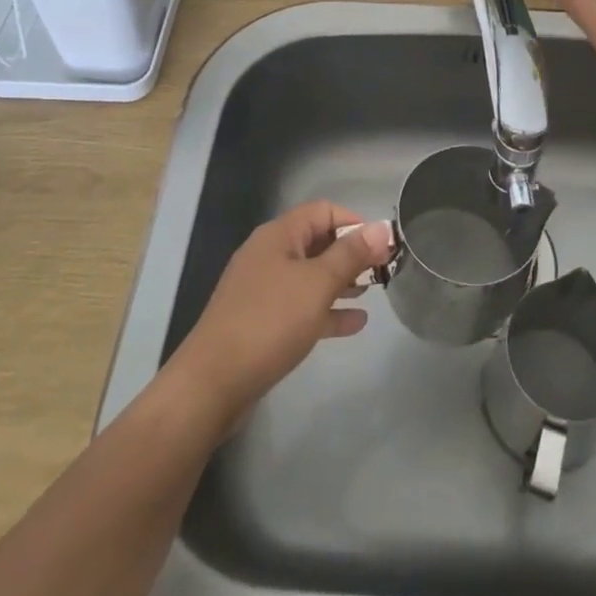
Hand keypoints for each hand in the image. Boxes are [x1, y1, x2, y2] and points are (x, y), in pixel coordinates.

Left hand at [165, 202, 391, 430]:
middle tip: (383, 271)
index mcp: (278, 236)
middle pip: (317, 242)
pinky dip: (327, 310)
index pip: (324, 211)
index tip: (382, 246)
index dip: (355, 222)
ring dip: (341, 281)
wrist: (212, 384)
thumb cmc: (269, 322)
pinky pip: (301, 306)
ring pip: (311, 276)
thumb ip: (351, 255)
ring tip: (373, 292)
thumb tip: (382, 228)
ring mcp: (263, 290)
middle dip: (351, 253)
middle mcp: (269, 255)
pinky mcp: (261, 322)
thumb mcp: (317, 284)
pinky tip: (354, 324)